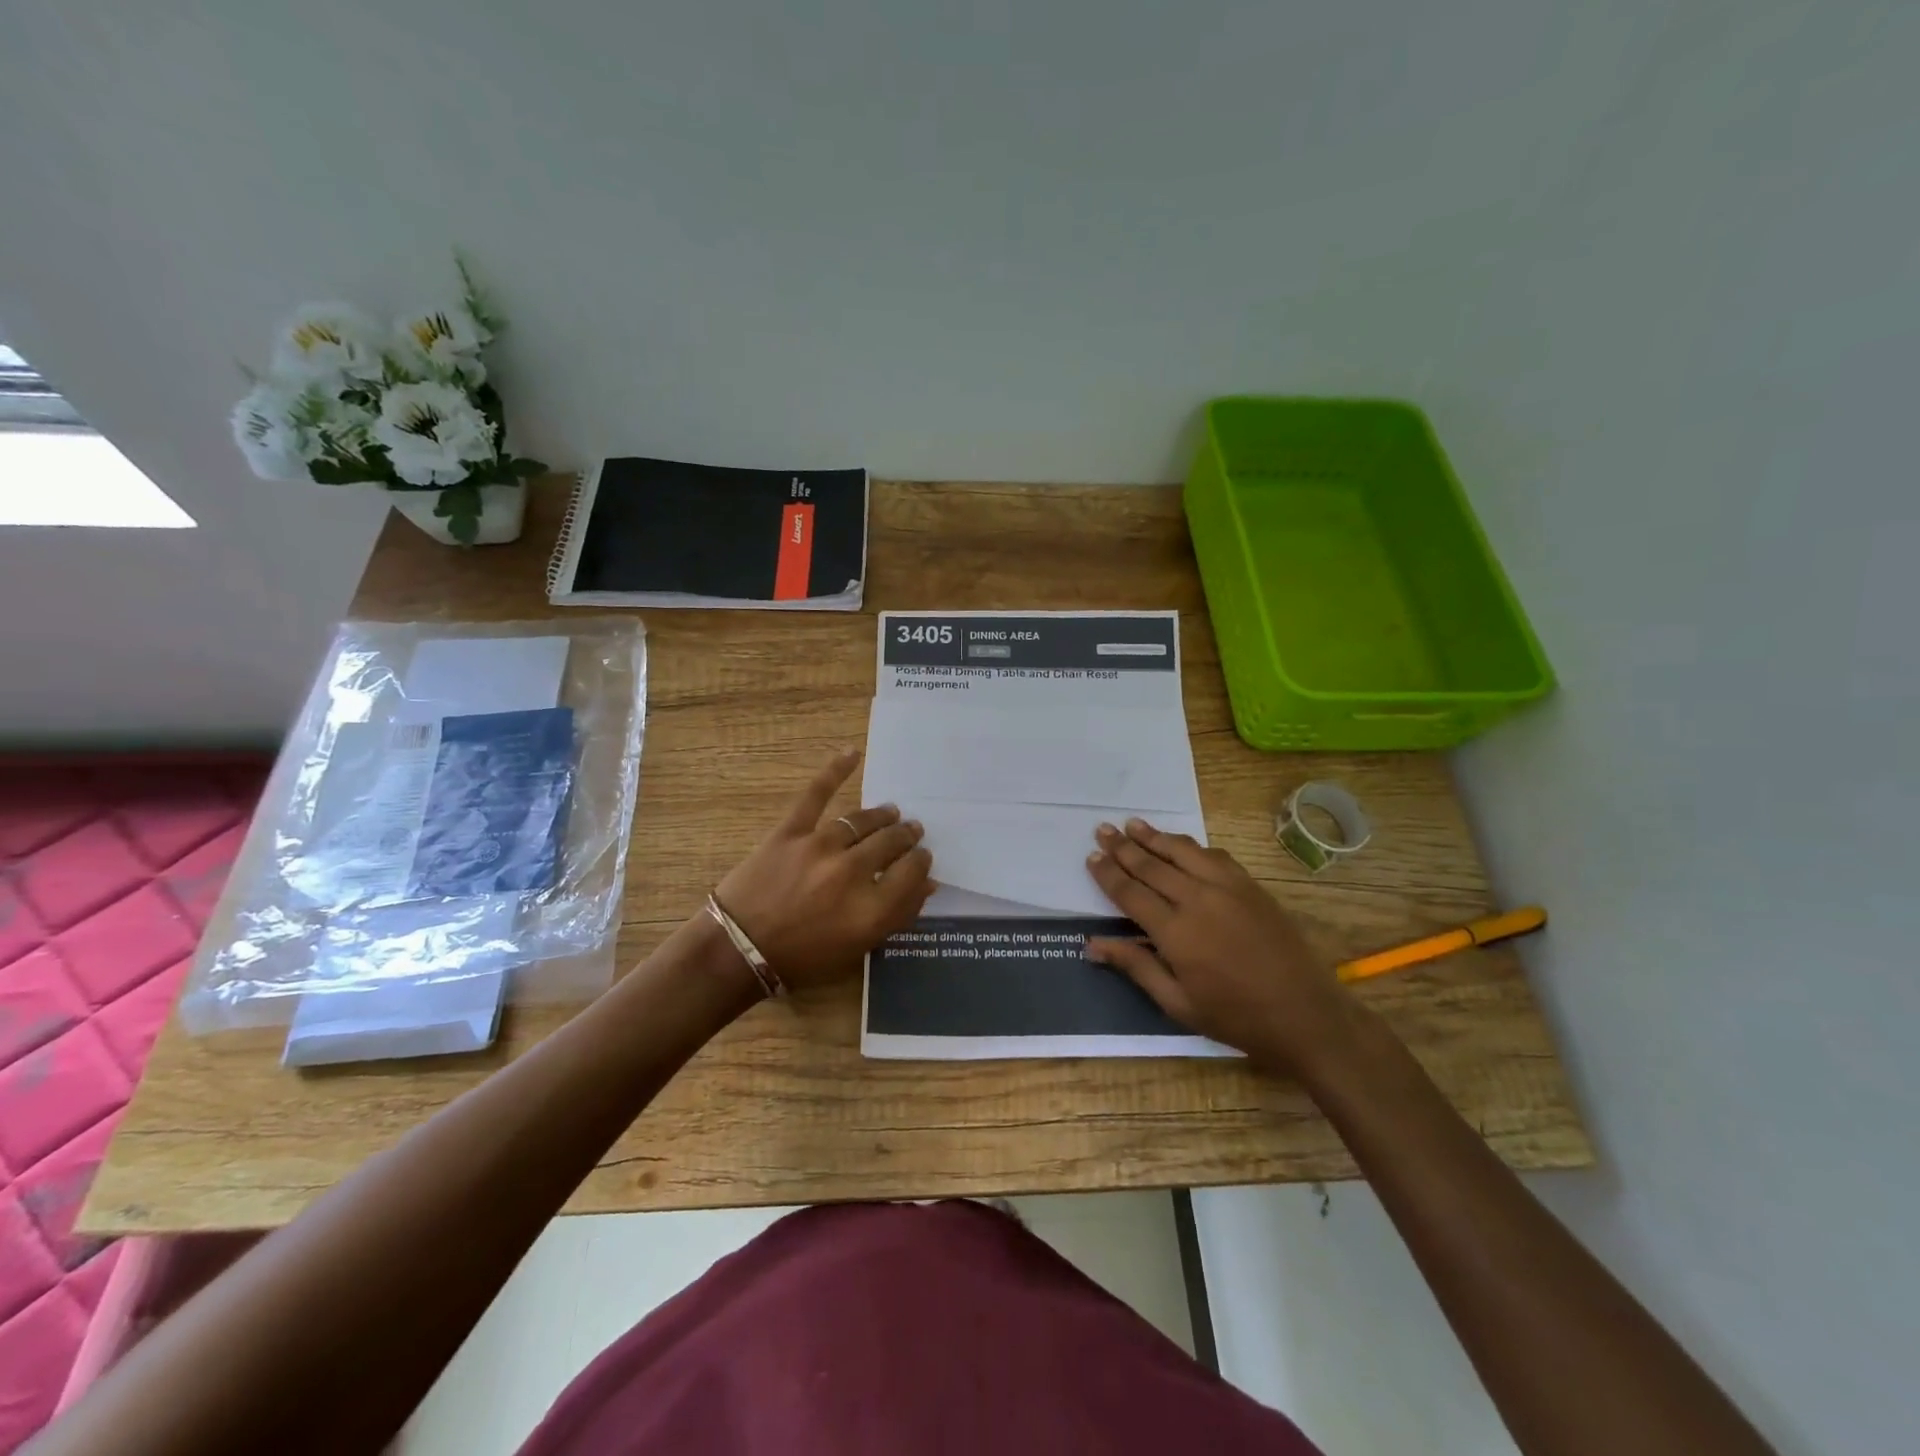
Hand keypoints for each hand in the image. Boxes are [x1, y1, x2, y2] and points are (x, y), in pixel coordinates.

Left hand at [713, 749, 935, 991]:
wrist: (738, 950)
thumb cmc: (801, 958)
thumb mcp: (856, 948)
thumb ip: (896, 916)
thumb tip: (927, 884)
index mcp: (871, 909)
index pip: (913, 872)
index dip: (921, 862)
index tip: (921, 857)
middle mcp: (852, 873)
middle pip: (892, 843)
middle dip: (906, 836)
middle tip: (912, 831)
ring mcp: (820, 847)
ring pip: (863, 820)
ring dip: (882, 816)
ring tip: (890, 813)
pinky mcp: (790, 831)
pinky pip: (816, 794)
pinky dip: (835, 771)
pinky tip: (853, 753)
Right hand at [1083, 818, 1354, 1073]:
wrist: (1305, 1014)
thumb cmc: (1235, 1017)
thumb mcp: (1178, 1003)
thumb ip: (1135, 967)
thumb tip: (1092, 944)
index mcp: (1175, 933)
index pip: (1131, 893)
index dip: (1109, 873)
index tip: (1091, 856)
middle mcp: (1197, 900)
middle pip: (1152, 865)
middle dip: (1124, 847)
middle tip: (1103, 829)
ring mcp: (1228, 889)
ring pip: (1182, 852)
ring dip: (1155, 837)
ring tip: (1133, 824)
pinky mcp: (1251, 887)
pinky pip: (1215, 856)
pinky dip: (1192, 847)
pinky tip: (1182, 844)